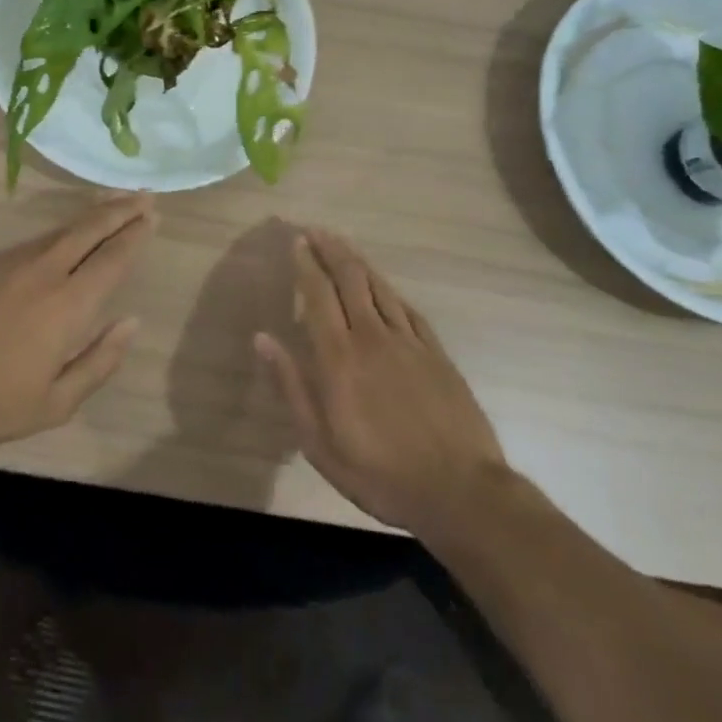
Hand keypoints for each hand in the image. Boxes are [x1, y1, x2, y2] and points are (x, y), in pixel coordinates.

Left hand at [0, 194, 155, 454]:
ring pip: (63, 229)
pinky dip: (64, 228)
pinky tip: (69, 232)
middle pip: (90, 229)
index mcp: (67, 306)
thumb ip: (99, 362)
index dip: (135, 235)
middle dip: (120, 210)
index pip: (112, 259)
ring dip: (93, 214)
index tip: (153, 216)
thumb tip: (131, 322)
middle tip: (145, 195)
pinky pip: (38, 238)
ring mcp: (13, 264)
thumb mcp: (55, 404)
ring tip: (115, 203)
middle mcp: (44, 273)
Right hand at [254, 229, 509, 541]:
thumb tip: (262, 338)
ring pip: (380, 288)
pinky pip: (408, 309)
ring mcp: (409, 342)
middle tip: (316, 230)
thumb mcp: (319, 443)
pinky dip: (390, 290)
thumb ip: (291, 385)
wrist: (459, 491)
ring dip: (359, 261)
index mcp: (339, 357)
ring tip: (343, 244)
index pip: (318, 295)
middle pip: (350, 279)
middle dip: (331, 250)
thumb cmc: (379, 473)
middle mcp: (372, 337)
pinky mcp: (436, 353)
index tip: (297, 242)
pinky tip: (383, 286)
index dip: (307, 265)